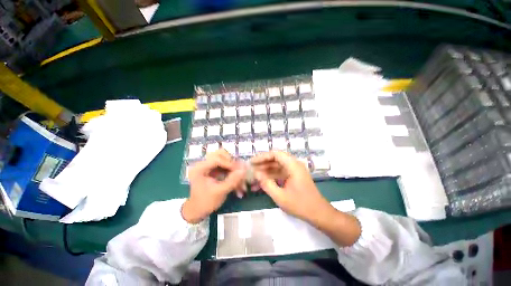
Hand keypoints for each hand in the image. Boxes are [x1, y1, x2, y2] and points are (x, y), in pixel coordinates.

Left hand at [182, 149, 245, 223]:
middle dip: (231, 162)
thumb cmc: (206, 202)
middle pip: (220, 154)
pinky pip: (225, 166)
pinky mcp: (214, 169)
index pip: (216, 159)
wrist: (198, 211)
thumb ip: (232, 181)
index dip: (229, 163)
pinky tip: (237, 181)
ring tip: (240, 176)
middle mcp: (203, 164)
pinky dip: (232, 172)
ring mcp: (209, 166)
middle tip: (239, 170)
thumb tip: (244, 170)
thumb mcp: (220, 192)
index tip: (239, 170)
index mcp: (199, 168)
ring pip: (224, 159)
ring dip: (233, 167)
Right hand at [251, 151, 331, 222]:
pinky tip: (261, 185)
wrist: (319, 214)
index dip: (262, 156)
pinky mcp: (293, 177)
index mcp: (293, 166)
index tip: (252, 162)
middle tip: (250, 169)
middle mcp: (294, 165)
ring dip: (265, 172)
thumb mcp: (280, 196)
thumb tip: (255, 174)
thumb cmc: (301, 205)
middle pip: (275, 159)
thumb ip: (266, 184)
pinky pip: (280, 174)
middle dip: (262, 164)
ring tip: (253, 178)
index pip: (275, 154)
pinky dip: (271, 178)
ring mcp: (294, 171)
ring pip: (276, 167)